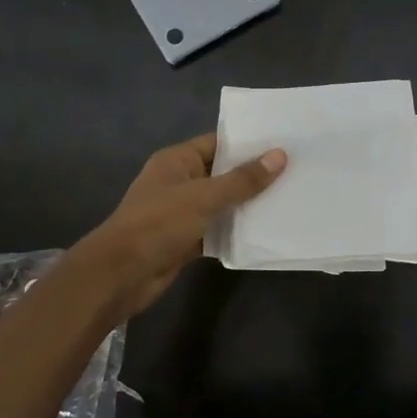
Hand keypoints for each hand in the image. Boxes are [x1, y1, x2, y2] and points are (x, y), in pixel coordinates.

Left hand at [70, 133, 285, 320]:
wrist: (120, 275)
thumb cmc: (158, 224)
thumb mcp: (203, 197)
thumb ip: (242, 179)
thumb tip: (280, 156)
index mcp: (177, 161)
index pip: (218, 143)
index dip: (249, 142)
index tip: (284, 142)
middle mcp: (180, 182)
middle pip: (223, 173)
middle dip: (254, 175)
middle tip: (295, 170)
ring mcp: (183, 213)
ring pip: (222, 204)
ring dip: (248, 205)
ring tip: (289, 198)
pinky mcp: (187, 240)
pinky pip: (218, 230)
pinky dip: (237, 232)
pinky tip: (266, 231)